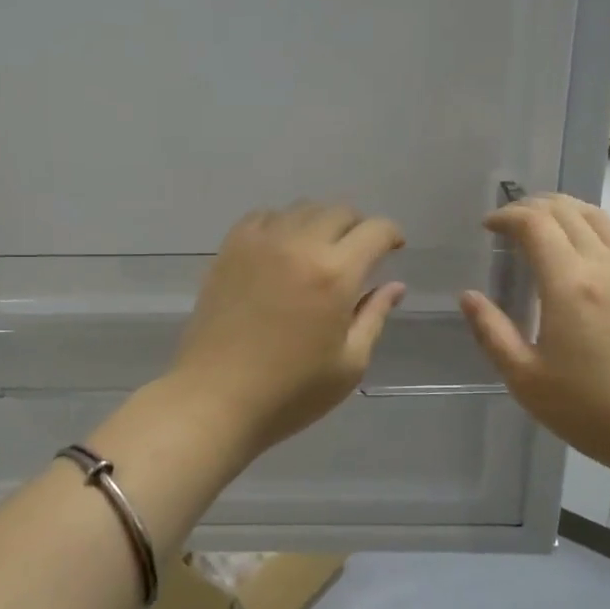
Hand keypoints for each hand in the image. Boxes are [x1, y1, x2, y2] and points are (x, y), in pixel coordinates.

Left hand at [168, 202, 406, 457]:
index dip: (391, 235)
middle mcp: (299, 246)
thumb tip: (394, 286)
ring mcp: (259, 243)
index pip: (374, 231)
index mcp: (335, 274)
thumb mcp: (348, 364)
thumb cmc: (290, 392)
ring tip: (320, 252)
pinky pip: (263, 217)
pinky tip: (282, 251)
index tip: (394, 249)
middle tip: (359, 254)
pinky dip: (281, 225)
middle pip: (339, 212)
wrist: (215, 398)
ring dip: (320, 223)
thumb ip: (374, 317)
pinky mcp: (229, 250)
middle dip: (358, 227)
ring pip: (301, 209)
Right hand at [459, 194, 609, 505]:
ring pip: (595, 217)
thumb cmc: (588, 409)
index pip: (536, 224)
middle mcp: (602, 267)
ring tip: (537, 226)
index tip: (487, 227)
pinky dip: (583, 228)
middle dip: (531, 206)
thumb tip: (469, 296)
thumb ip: (492, 332)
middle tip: (506, 224)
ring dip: (562, 210)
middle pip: (566, 211)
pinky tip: (569, 254)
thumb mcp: (525, 379)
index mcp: (569, 285)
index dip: (507, 216)